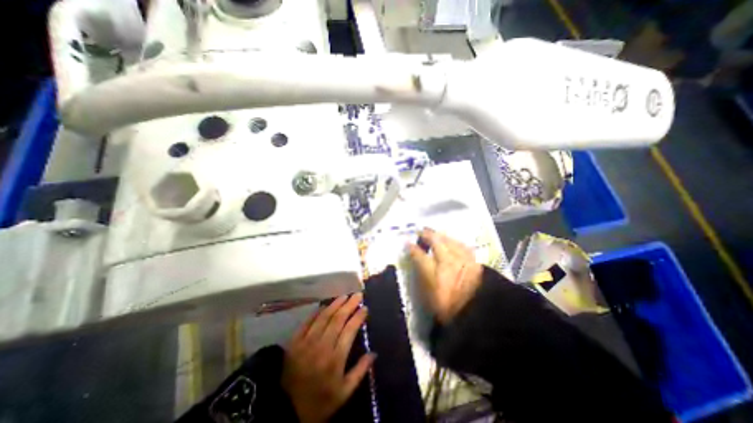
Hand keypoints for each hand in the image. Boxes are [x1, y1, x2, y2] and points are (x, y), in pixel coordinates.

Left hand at [280, 294, 373, 422]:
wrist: (286, 412)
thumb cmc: (319, 402)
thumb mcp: (344, 393)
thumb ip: (360, 371)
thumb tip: (374, 353)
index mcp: (335, 359)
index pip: (350, 330)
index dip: (358, 317)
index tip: (365, 308)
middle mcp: (322, 346)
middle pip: (338, 319)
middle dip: (350, 304)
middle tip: (358, 295)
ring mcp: (306, 342)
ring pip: (324, 317)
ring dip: (335, 304)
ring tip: (344, 295)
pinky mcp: (294, 342)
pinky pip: (307, 321)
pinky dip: (317, 312)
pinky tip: (325, 305)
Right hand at [409, 228, 485, 322]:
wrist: (478, 316)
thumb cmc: (449, 310)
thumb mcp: (429, 298)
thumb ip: (423, 279)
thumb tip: (418, 264)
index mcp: (435, 274)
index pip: (419, 255)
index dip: (412, 248)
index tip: (407, 243)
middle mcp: (448, 262)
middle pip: (436, 242)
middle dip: (427, 234)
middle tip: (421, 231)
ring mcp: (463, 260)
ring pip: (450, 241)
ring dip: (441, 235)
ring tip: (436, 233)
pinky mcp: (475, 262)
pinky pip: (463, 246)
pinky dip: (455, 242)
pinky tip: (453, 241)